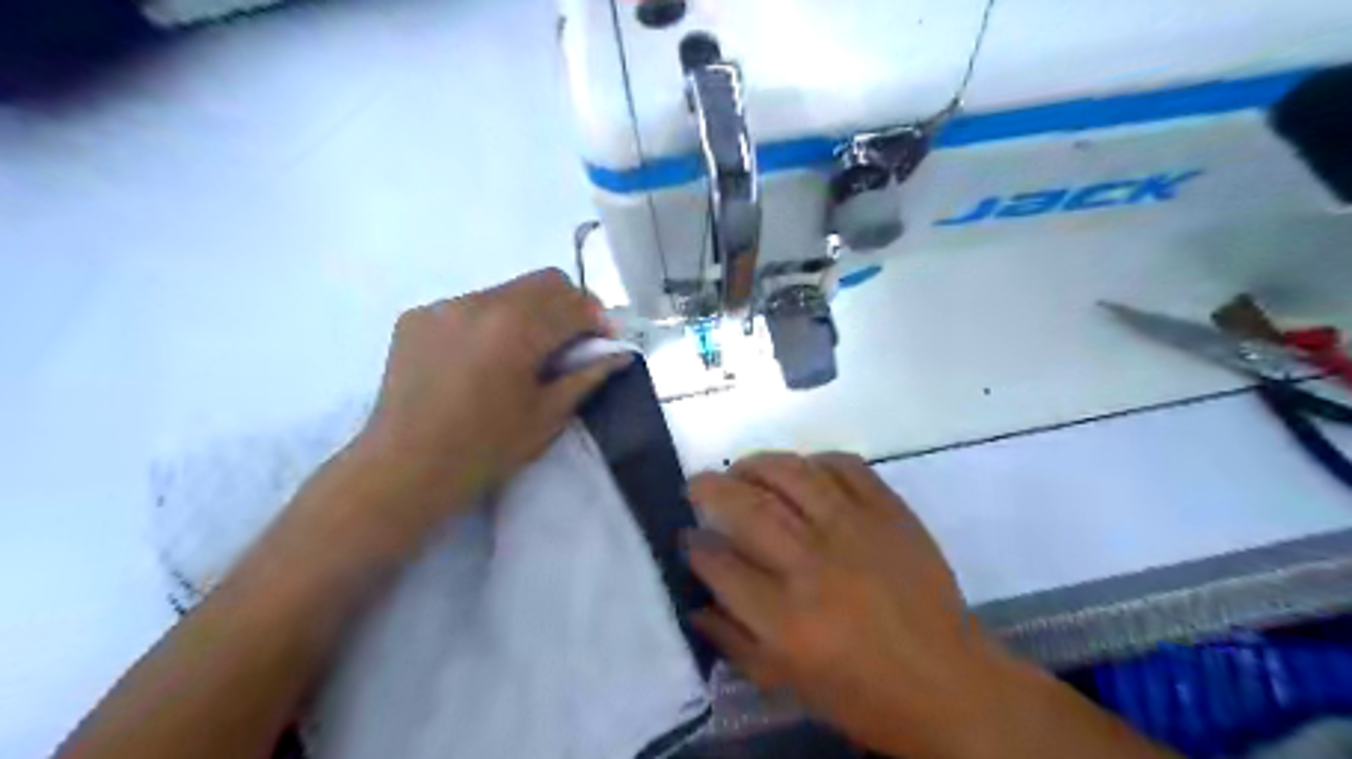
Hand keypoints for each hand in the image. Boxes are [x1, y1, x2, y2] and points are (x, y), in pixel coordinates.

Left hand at [344, 266, 625, 540]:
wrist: (404, 468)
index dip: (599, 319)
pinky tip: (484, 358)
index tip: (605, 341)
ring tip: (525, 352)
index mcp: (517, 327)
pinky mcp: (418, 317)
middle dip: (569, 305)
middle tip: (573, 341)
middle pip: (544, 282)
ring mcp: (444, 306)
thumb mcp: (547, 416)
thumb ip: (587, 377)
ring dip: (530, 311)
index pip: (575, 303)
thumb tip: (620, 354)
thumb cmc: (485, 448)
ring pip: (507, 291)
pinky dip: (491, 321)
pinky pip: (470, 305)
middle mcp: (481, 302)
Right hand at [687, 454, 1013, 754]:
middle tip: (698, 484)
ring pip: (793, 475)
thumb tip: (694, 604)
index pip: (721, 565)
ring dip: (757, 464)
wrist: (949, 684)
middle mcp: (815, 565)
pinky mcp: (890, 512)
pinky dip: (816, 460)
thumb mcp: (788, 684)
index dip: (696, 546)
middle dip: (711, 489)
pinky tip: (802, 470)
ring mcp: (856, 530)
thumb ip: (734, 641)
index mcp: (787, 620)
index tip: (688, 537)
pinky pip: (846, 467)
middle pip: (749, 509)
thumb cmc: (864, 695)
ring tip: (742, 468)